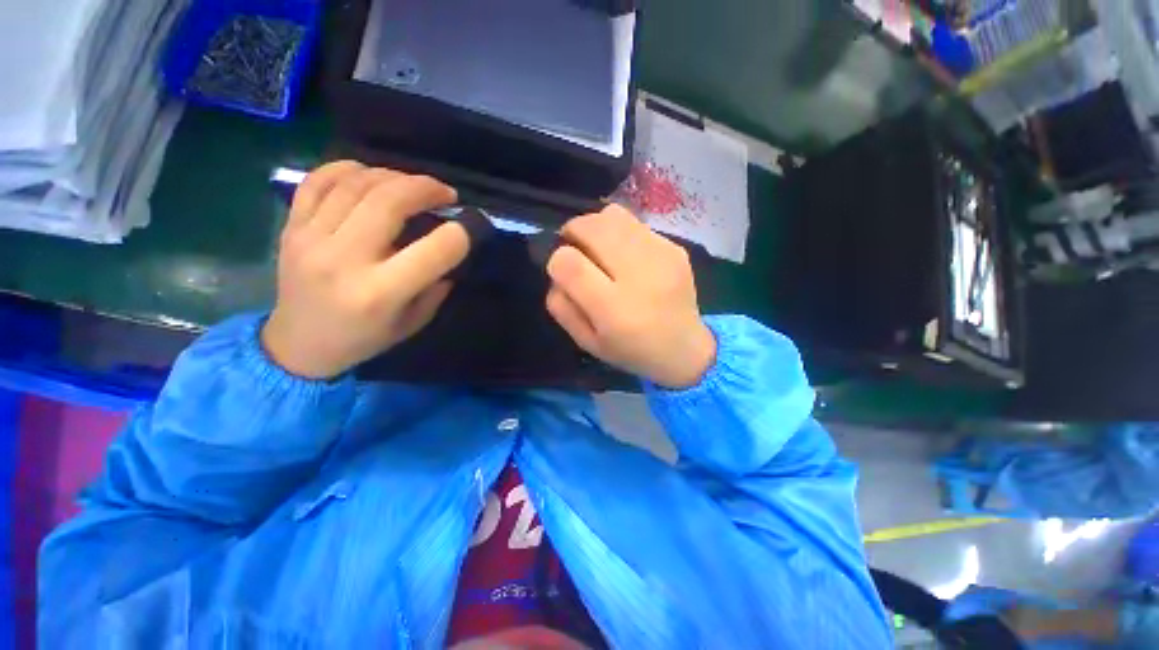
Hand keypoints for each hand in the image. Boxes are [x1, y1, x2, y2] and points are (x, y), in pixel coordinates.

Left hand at [261, 161, 468, 378]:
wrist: (299, 345)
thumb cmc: (364, 339)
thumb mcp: (414, 322)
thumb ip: (436, 286)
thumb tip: (449, 248)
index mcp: (381, 293)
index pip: (433, 250)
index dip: (459, 234)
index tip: (467, 228)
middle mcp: (345, 260)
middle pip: (389, 202)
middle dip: (426, 189)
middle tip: (445, 193)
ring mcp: (311, 239)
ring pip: (356, 184)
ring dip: (394, 176)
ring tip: (412, 185)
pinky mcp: (291, 227)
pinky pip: (318, 181)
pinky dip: (348, 169)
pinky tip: (369, 176)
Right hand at [546, 205, 716, 388]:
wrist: (684, 349)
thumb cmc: (630, 350)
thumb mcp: (586, 341)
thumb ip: (562, 306)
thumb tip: (557, 269)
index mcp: (612, 309)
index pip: (569, 264)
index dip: (558, 260)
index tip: (562, 270)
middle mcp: (638, 276)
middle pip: (592, 227)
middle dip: (573, 231)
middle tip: (575, 247)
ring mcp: (661, 256)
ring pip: (613, 215)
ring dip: (595, 227)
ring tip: (598, 247)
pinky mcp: (675, 248)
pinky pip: (635, 224)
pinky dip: (620, 234)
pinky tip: (627, 256)